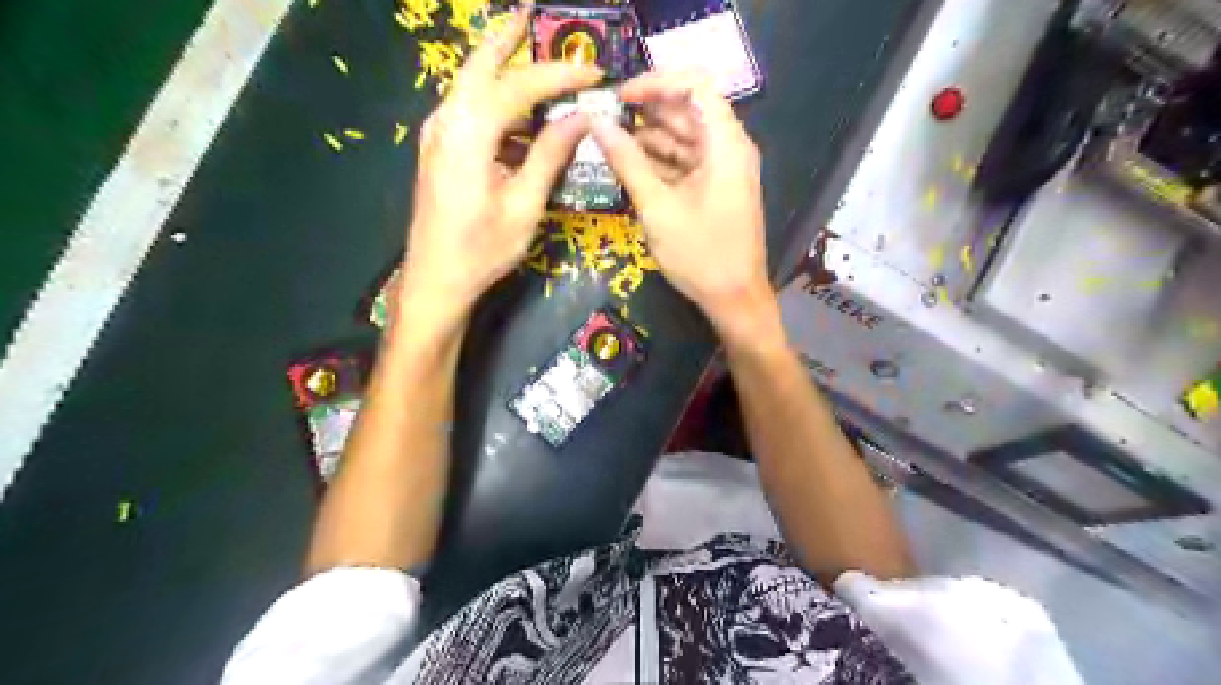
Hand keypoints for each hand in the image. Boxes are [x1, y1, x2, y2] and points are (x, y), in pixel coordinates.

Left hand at [405, 4, 600, 317]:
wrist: (435, 280)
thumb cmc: (482, 249)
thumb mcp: (524, 205)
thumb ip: (549, 155)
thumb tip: (580, 118)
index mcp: (469, 133)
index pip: (518, 85)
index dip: (558, 74)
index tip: (593, 72)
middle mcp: (446, 122)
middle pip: (478, 65)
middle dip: (506, 39)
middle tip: (530, 16)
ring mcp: (437, 135)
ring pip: (469, 85)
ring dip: (500, 69)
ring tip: (533, 62)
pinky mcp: (438, 150)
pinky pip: (467, 111)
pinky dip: (494, 102)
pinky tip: (518, 117)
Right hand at [594, 70, 769, 335]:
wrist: (735, 298)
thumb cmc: (701, 255)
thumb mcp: (658, 209)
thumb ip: (627, 163)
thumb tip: (597, 125)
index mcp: (725, 144)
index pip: (695, 85)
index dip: (655, 82)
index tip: (619, 97)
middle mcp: (729, 148)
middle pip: (687, 110)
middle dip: (646, 112)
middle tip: (605, 119)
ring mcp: (723, 169)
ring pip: (684, 138)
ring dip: (649, 138)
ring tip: (609, 143)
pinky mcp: (715, 188)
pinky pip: (685, 162)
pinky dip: (659, 162)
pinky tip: (629, 166)